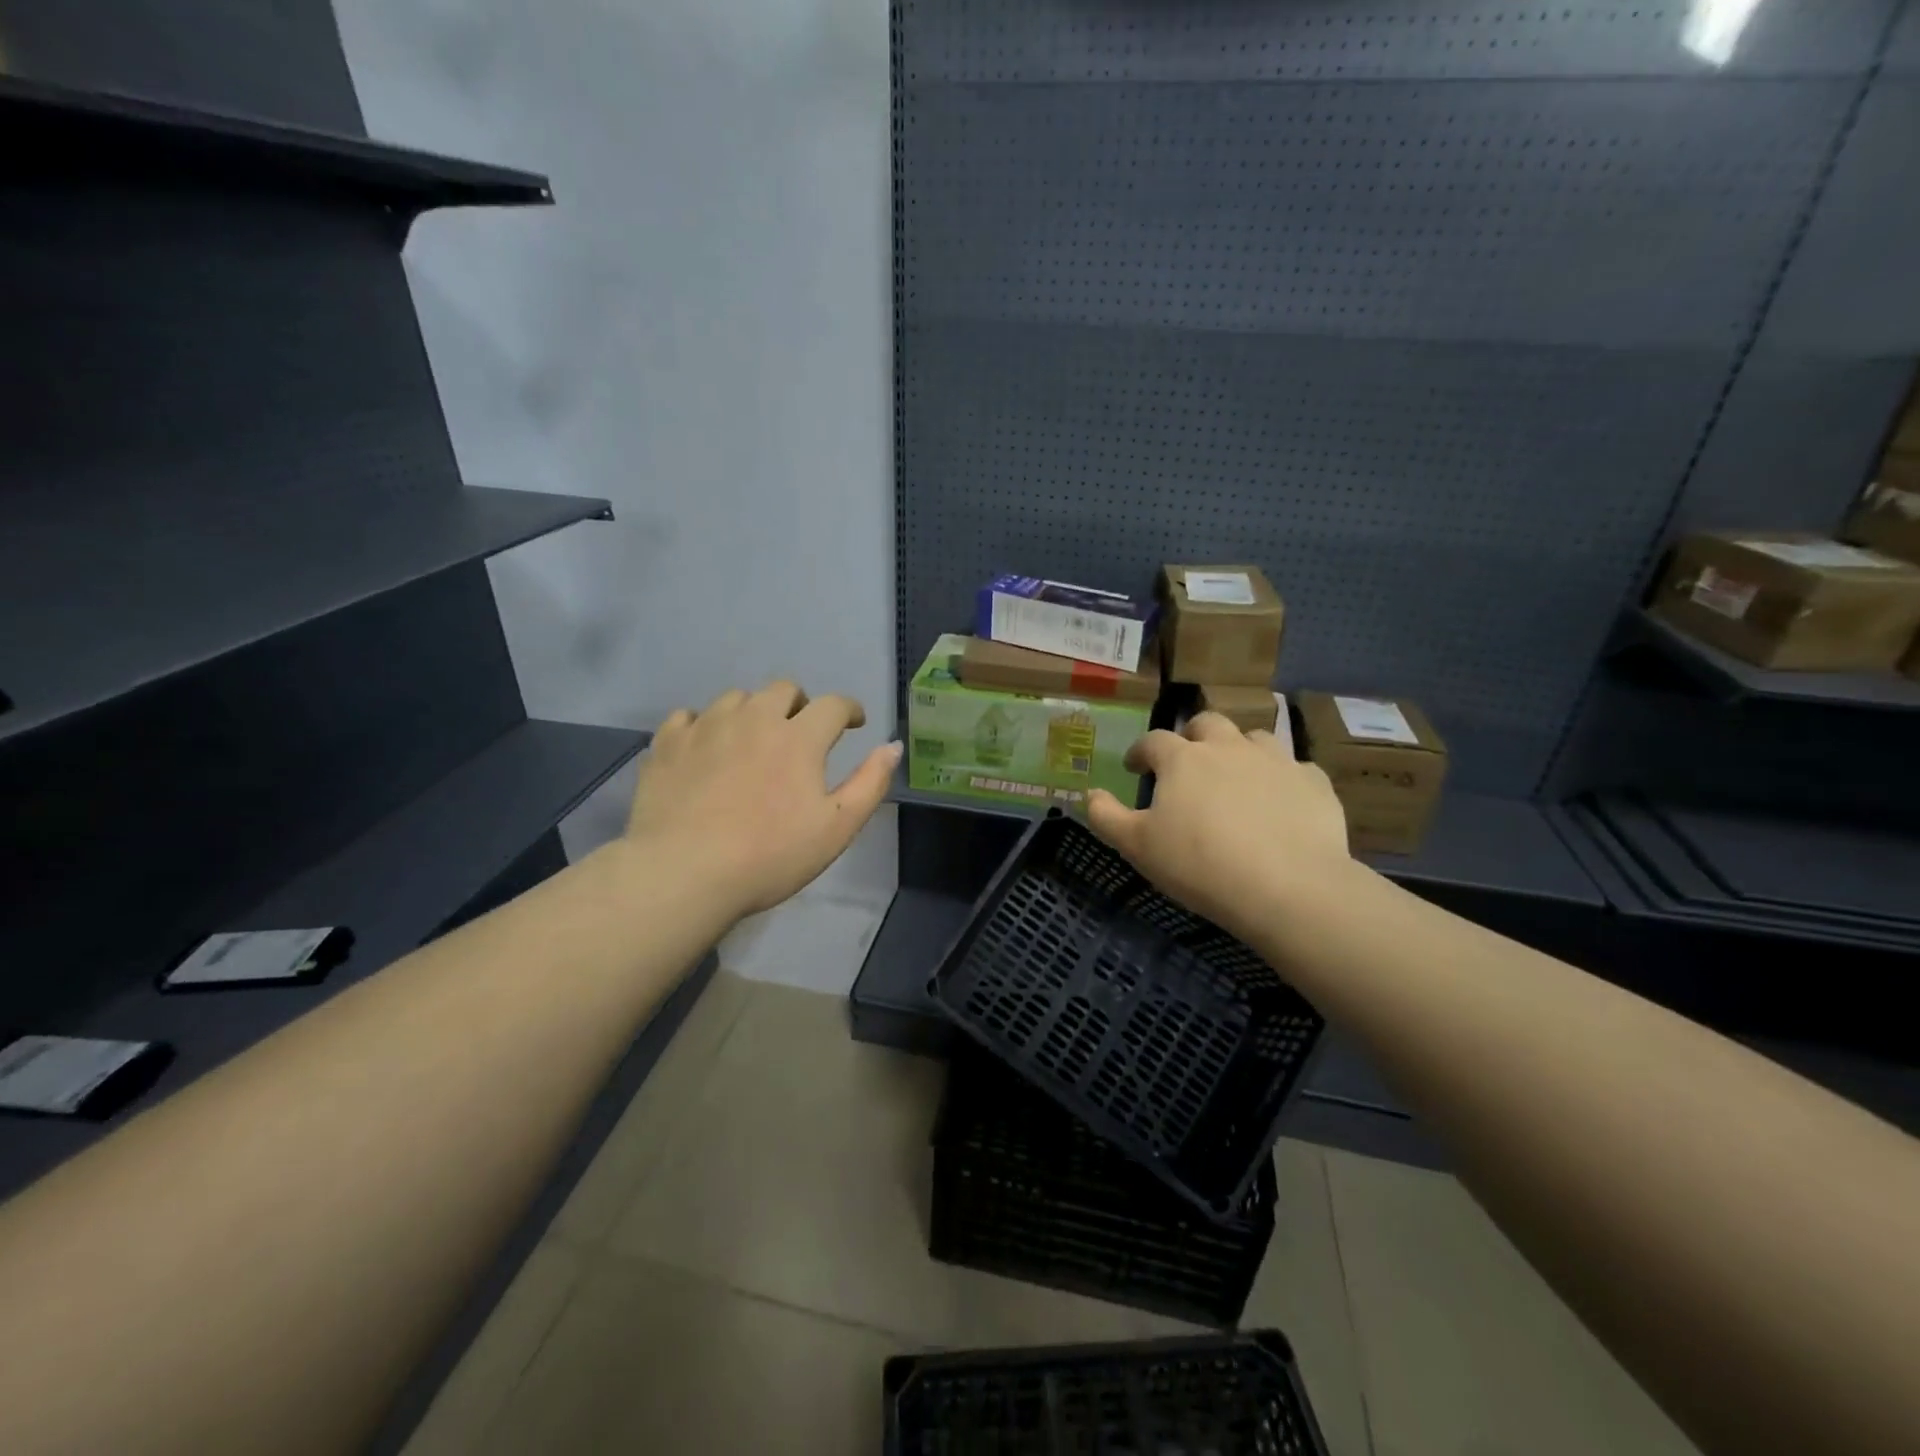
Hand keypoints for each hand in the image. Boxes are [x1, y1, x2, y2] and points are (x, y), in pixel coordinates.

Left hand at [624, 682, 900, 917]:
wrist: (683, 873)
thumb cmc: (770, 855)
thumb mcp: (836, 828)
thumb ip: (870, 783)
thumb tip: (892, 746)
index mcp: (799, 737)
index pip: (833, 704)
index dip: (849, 709)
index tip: (854, 723)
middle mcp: (753, 718)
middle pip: (783, 689)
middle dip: (800, 704)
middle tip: (801, 732)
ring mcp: (706, 727)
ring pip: (736, 698)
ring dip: (753, 711)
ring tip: (752, 740)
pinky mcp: (668, 743)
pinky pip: (688, 716)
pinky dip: (704, 725)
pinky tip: (705, 748)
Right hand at [1086, 712, 1358, 944]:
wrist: (1287, 887)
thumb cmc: (1199, 864)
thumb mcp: (1137, 847)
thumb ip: (1107, 817)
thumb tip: (1090, 794)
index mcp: (1183, 759)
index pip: (1153, 741)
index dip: (1141, 752)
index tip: (1136, 768)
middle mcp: (1229, 747)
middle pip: (1207, 723)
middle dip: (1192, 737)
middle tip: (1187, 763)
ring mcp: (1276, 760)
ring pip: (1254, 738)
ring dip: (1239, 751)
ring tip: (1236, 778)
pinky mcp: (1313, 783)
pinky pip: (1294, 769)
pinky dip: (1281, 780)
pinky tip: (1280, 802)